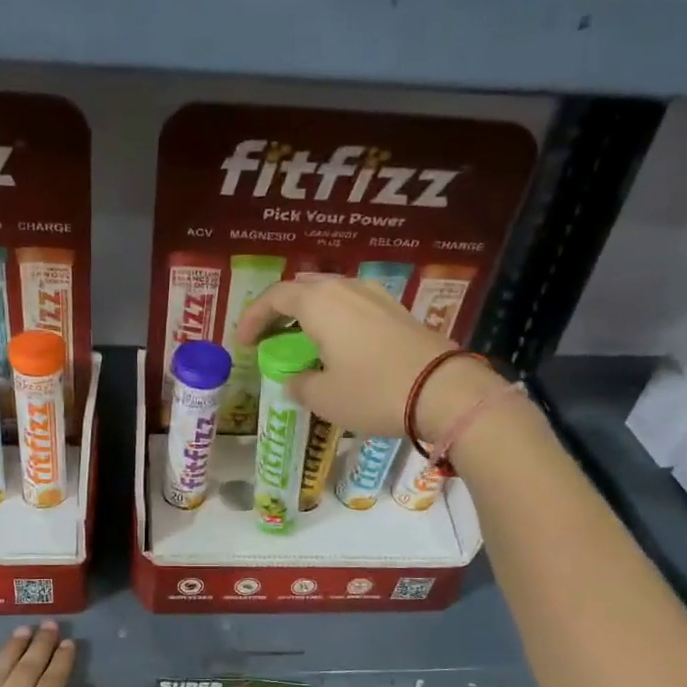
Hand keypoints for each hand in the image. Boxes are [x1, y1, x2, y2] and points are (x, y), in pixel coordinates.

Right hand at [236, 276, 506, 440]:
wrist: (444, 391)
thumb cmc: (372, 391)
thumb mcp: (323, 397)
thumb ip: (299, 383)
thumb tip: (295, 379)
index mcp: (319, 302)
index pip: (275, 297)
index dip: (253, 318)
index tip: (242, 342)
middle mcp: (346, 288)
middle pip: (303, 289)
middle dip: (281, 312)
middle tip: (270, 338)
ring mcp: (376, 297)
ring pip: (331, 296)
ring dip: (310, 316)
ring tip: (302, 344)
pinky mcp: (398, 312)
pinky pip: (354, 308)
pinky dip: (336, 322)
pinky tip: (338, 348)